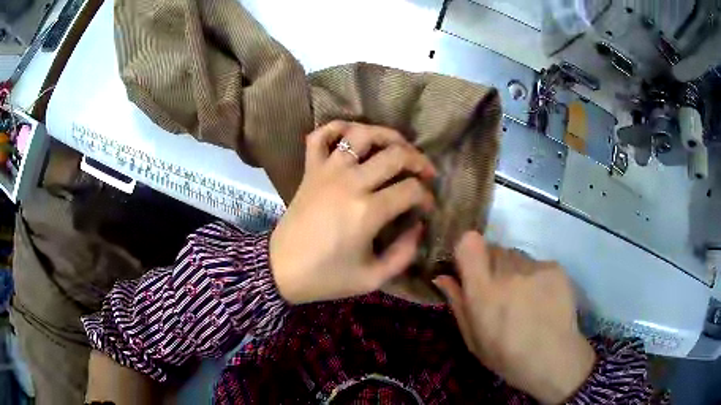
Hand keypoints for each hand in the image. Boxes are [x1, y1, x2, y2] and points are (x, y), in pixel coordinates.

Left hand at [270, 121, 435, 303]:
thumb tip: (418, 227)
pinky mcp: (310, 170)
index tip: (427, 207)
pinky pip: (320, 136)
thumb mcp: (373, 278)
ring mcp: (327, 171)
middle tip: (425, 173)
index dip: (427, 197)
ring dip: (386, 135)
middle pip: (394, 154)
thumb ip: (404, 254)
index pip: (411, 190)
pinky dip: (336, 128)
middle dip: (418, 160)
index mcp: (368, 211)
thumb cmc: (327, 277)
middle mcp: (350, 182)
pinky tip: (351, 136)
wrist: (281, 270)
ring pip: (361, 134)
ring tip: (398, 146)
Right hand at [434, 232, 595, 403]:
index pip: (469, 243)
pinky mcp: (554, 267)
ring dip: (513, 270)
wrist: (554, 358)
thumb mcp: (473, 339)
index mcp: (484, 291)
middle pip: (493, 248)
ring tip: (523, 296)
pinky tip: (542, 298)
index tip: (469, 266)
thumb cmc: (507, 356)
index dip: (467, 249)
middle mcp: (508, 271)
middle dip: (491, 265)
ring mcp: (534, 267)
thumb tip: (442, 277)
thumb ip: (458, 304)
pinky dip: (534, 276)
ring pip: (515, 255)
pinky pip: (536, 263)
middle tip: (499, 290)